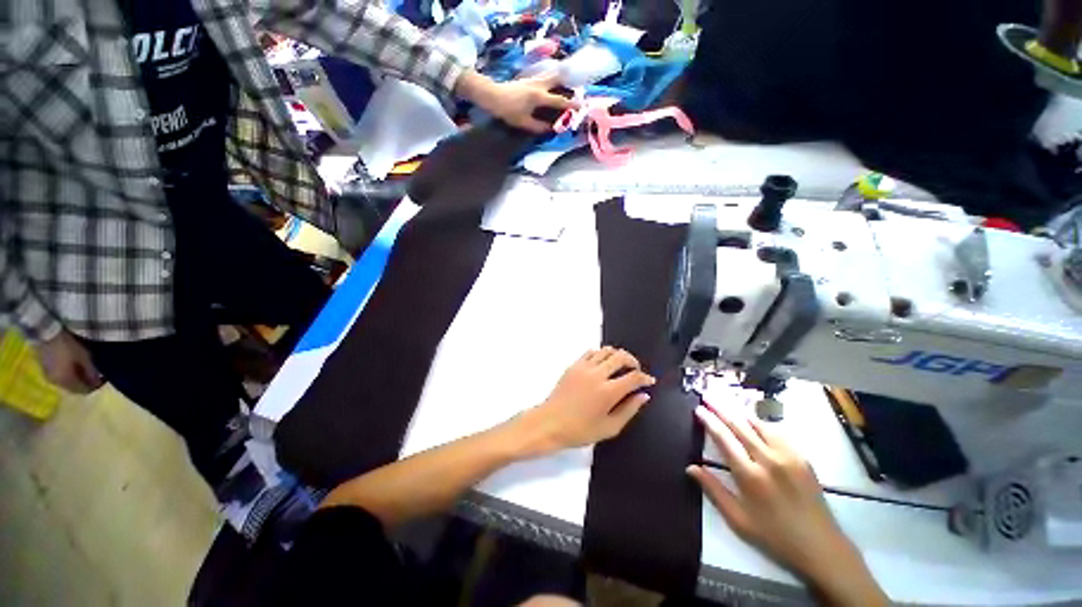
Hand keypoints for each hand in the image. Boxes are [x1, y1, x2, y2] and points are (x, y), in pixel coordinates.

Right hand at [35, 330, 102, 393]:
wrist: (46, 334)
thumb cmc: (67, 345)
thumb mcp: (84, 357)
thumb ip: (91, 371)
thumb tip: (97, 381)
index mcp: (66, 381)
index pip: (84, 391)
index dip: (96, 386)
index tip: (104, 378)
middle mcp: (56, 383)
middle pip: (75, 388)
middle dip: (86, 383)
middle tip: (95, 375)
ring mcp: (49, 377)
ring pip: (67, 384)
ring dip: (77, 379)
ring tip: (86, 370)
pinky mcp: (45, 370)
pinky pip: (60, 378)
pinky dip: (69, 375)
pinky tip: (74, 367)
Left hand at [456, 70, 573, 132]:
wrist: (492, 95)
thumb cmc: (508, 110)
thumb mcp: (524, 123)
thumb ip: (539, 127)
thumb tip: (551, 129)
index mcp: (539, 96)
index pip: (559, 100)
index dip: (571, 104)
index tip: (581, 106)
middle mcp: (539, 84)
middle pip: (558, 78)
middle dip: (568, 84)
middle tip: (575, 92)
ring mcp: (533, 79)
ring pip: (551, 75)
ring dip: (560, 80)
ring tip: (565, 88)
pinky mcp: (529, 79)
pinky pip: (545, 77)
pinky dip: (551, 80)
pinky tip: (551, 88)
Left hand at [512, 347, 655, 455]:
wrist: (550, 423)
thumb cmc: (580, 430)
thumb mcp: (610, 427)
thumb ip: (629, 410)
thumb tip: (643, 396)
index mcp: (608, 391)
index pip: (634, 377)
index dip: (645, 377)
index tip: (649, 381)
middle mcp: (597, 374)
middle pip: (621, 356)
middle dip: (633, 361)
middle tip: (636, 370)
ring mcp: (584, 367)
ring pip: (606, 350)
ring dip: (617, 355)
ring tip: (620, 365)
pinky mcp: (574, 365)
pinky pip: (590, 352)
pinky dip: (600, 354)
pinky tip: (602, 364)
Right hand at [688, 405, 887, 606]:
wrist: (821, 548)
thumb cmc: (774, 537)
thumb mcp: (738, 520)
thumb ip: (713, 490)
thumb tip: (690, 467)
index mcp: (750, 476)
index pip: (724, 439)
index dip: (709, 421)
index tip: (698, 409)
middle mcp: (768, 460)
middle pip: (740, 426)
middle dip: (721, 408)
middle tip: (708, 395)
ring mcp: (788, 457)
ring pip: (759, 425)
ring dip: (740, 412)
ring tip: (727, 402)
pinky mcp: (802, 458)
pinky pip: (778, 433)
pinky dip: (762, 423)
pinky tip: (755, 421)